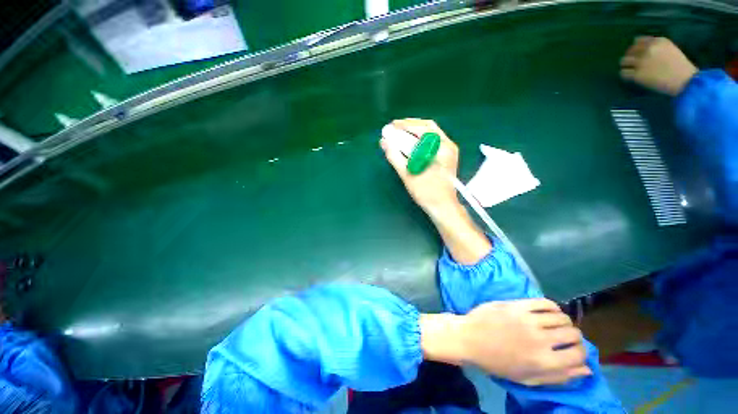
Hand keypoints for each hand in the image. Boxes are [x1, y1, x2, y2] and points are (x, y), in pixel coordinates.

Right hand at [380, 118, 491, 264]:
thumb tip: (384, 142)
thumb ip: (395, 157)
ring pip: (430, 134)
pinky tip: (410, 143)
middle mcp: (448, 145)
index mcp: (442, 148)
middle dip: (410, 126)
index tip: (392, 125)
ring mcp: (449, 151)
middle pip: (428, 128)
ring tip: (400, 134)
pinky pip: (432, 142)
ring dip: (414, 132)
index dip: (406, 125)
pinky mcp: (446, 157)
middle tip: (395, 128)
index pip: (423, 128)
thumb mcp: (408, 174)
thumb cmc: (426, 192)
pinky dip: (420, 140)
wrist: (443, 206)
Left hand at [420, 299, 591, 385]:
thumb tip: (585, 370)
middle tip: (564, 338)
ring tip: (555, 325)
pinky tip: (549, 311)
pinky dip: (552, 307)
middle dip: (574, 337)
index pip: (579, 355)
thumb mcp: (527, 378)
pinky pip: (544, 302)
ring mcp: (527, 320)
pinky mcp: (516, 305)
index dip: (581, 354)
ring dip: (563, 322)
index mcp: (543, 362)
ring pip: (561, 317)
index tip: (574, 351)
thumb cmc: (496, 362)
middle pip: (573, 334)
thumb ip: (558, 376)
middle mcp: (540, 339)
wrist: (469, 338)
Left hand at [620, 36, 697, 95]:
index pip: (638, 40)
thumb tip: (644, 50)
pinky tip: (628, 76)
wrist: (684, 79)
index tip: (636, 52)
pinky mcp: (638, 74)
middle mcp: (648, 49)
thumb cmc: (680, 66)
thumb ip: (657, 47)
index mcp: (657, 41)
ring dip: (625, 65)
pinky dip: (624, 74)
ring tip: (628, 69)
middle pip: (629, 51)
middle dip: (629, 56)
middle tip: (630, 62)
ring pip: (624, 61)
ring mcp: (642, 62)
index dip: (635, 47)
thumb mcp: (669, 49)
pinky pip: (624, 73)